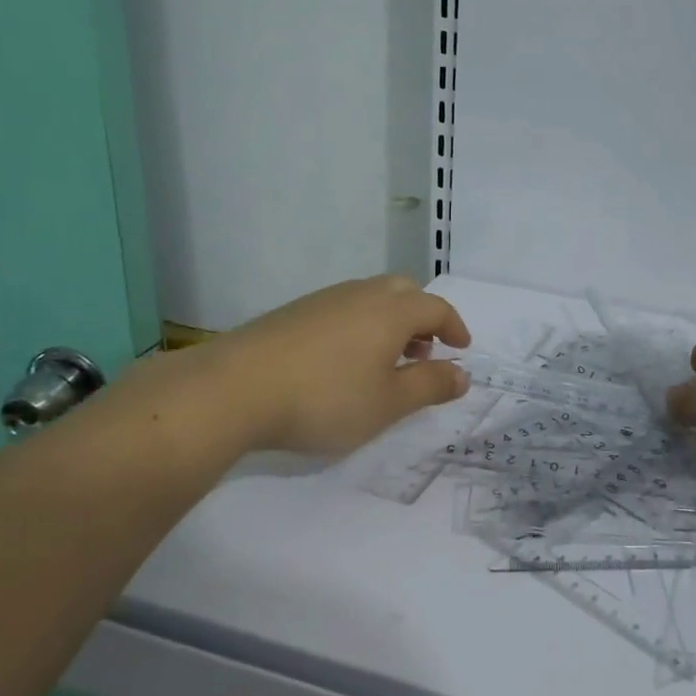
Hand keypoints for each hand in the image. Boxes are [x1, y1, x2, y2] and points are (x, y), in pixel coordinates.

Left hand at [215, 275, 472, 457]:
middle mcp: (361, 294)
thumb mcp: (388, 404)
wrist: (233, 389)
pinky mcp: (293, 313)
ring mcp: (323, 300)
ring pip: (371, 298)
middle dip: (422, 318)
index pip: (436, 307)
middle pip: (404, 291)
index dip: (454, 327)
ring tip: (384, 362)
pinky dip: (360, 326)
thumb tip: (462, 374)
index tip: (461, 350)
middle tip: (422, 352)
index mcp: (391, 311)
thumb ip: (430, 386)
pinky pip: (343, 309)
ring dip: (390, 322)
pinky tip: (342, 362)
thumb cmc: (325, 398)